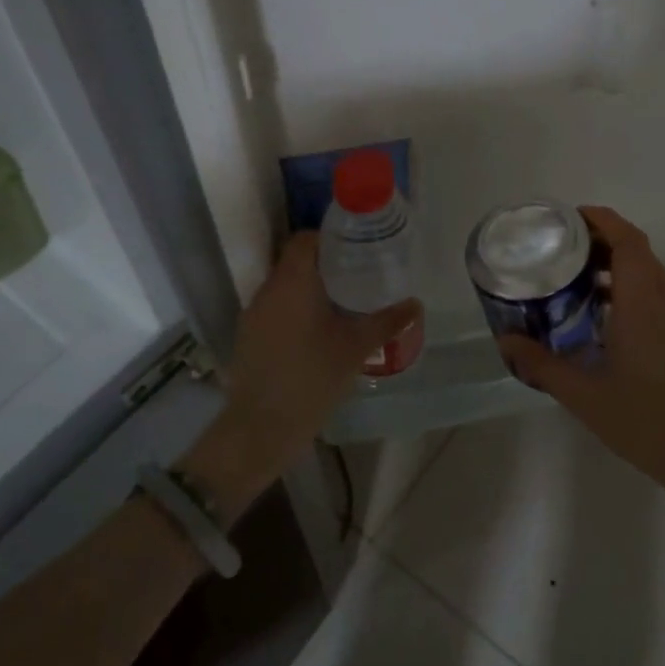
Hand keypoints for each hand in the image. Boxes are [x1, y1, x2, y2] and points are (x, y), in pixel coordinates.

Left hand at [186, 233, 420, 514]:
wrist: (261, 428)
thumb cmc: (312, 378)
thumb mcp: (356, 348)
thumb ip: (386, 321)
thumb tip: (416, 304)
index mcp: (293, 282)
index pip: (305, 239)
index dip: (330, 238)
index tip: (357, 248)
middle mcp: (268, 290)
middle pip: (295, 261)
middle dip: (326, 265)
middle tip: (359, 275)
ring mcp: (254, 314)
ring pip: (285, 287)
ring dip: (311, 289)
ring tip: (343, 303)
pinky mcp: (249, 337)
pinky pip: (275, 309)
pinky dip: (296, 310)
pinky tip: (319, 332)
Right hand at [499, 206, 664, 503]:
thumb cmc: (648, 422)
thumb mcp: (584, 396)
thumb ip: (542, 365)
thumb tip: (505, 341)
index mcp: (641, 303)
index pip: (627, 240)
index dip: (601, 219)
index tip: (568, 218)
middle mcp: (663, 300)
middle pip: (636, 249)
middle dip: (600, 239)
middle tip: (560, 248)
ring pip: (647, 272)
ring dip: (614, 263)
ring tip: (574, 278)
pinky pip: (654, 294)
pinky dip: (627, 288)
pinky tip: (602, 318)